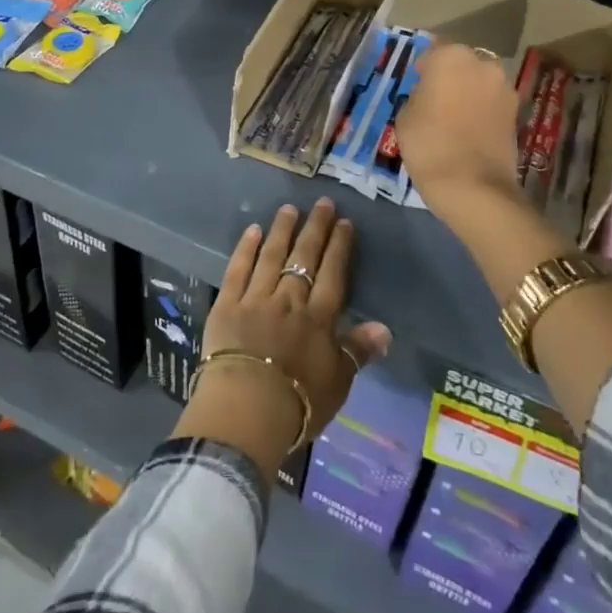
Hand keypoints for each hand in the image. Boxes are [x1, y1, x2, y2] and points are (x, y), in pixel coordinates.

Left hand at [175, 200, 391, 480]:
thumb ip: (358, 351)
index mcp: (318, 318)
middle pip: (304, 257)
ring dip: (282, 230)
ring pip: (272, 256)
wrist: (246, 409)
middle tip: (322, 203)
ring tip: (289, 208)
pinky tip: (253, 230)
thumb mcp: (338, 383)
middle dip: (315, 228)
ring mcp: (256, 298)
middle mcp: (289, 299)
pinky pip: (237, 270)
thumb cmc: (299, 403)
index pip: (332, 274)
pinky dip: (246, 249)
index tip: (344, 222)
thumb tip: (385, 328)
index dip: (339, 247)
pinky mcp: (226, 305)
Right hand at [396, 42, 521, 210]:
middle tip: (435, 99)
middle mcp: (483, 64)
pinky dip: (481, 110)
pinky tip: (468, 130)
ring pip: (479, 82)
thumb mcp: (405, 115)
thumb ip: (418, 94)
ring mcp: (504, 89)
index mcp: (451, 57)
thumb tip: (429, 94)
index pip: (433, 50)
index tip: (416, 83)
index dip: (423, 67)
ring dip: (468, 92)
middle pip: (461, 63)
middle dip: (450, 76)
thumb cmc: (429, 144)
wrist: (473, 187)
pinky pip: (491, 103)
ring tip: (453, 117)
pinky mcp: (516, 113)